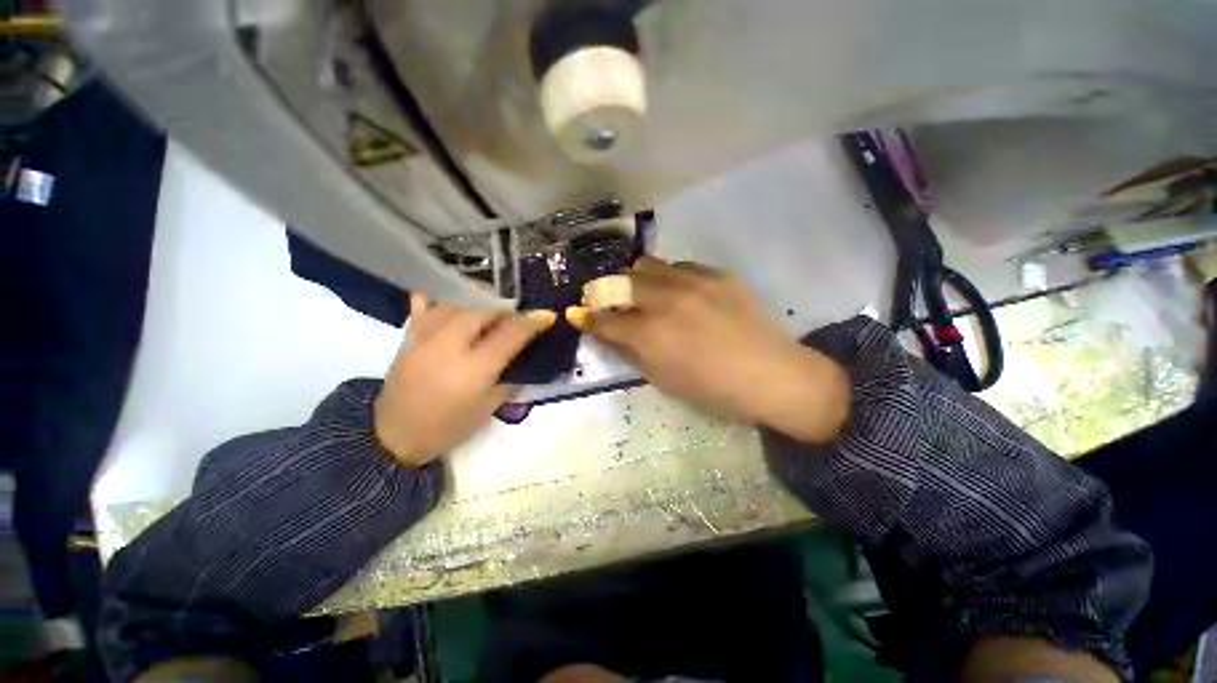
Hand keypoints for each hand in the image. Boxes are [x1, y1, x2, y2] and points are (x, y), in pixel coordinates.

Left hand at [373, 294, 554, 466]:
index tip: (546, 316)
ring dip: (480, 305)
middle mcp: (449, 346)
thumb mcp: (489, 408)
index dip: (532, 322)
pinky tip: (454, 304)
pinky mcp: (408, 336)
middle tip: (516, 320)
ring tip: (489, 315)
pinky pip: (425, 304)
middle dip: (506, 311)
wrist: (394, 436)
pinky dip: (442, 300)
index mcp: (473, 370)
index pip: (509, 335)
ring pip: (458, 304)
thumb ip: (509, 377)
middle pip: (483, 311)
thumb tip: (523, 354)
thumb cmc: (448, 427)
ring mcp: (424, 337)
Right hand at [568, 257, 850, 443]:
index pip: (605, 321)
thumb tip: (614, 334)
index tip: (576, 312)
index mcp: (650, 335)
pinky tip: (680, 292)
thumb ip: (633, 353)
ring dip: (637, 279)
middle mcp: (665, 301)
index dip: (586, 317)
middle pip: (621, 283)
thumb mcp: (664, 380)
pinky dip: (670, 277)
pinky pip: (681, 266)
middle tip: (608, 299)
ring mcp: (692, 283)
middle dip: (607, 291)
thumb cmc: (713, 390)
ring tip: (644, 291)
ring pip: (649, 265)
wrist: (771, 375)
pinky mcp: (717, 275)